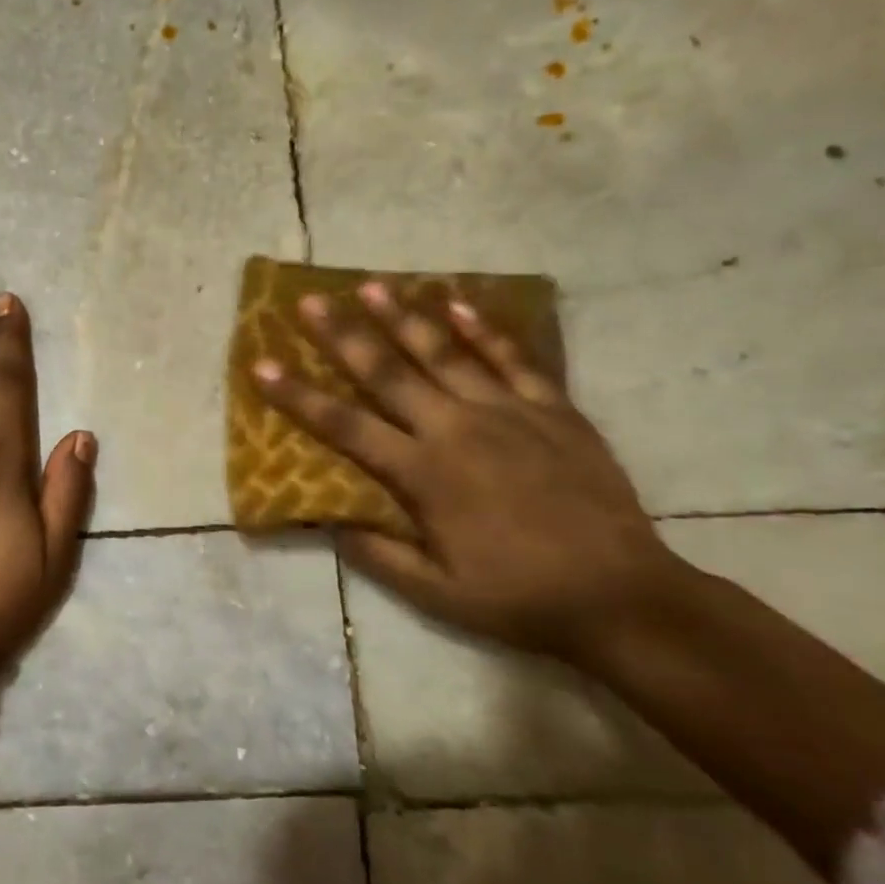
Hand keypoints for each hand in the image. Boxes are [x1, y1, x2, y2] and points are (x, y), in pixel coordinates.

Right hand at [252, 283, 688, 660]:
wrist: (621, 596)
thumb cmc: (518, 598)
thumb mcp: (435, 594)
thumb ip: (378, 554)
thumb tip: (329, 521)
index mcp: (424, 474)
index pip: (344, 424)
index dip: (298, 395)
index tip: (263, 365)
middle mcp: (457, 429)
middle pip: (388, 372)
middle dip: (343, 334)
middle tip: (310, 301)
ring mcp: (508, 413)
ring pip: (445, 352)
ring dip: (404, 317)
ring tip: (372, 285)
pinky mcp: (553, 409)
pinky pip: (513, 358)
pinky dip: (484, 329)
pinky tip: (458, 303)